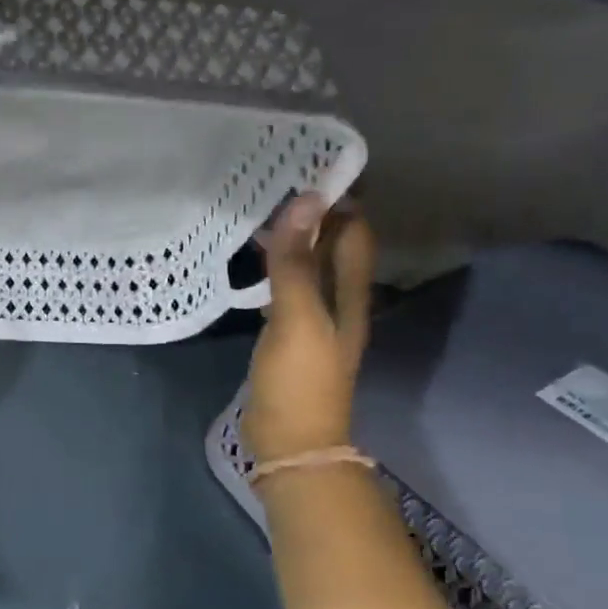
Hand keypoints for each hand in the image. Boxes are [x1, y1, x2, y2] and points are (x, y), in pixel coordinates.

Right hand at [242, 194, 374, 466]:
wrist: (290, 442)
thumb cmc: (299, 381)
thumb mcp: (297, 318)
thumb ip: (298, 263)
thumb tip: (306, 202)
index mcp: (351, 294)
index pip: (355, 232)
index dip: (342, 199)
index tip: (307, 166)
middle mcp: (339, 300)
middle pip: (334, 246)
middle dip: (314, 213)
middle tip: (273, 181)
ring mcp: (313, 318)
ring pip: (309, 265)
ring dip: (293, 238)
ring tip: (259, 210)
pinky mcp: (289, 333)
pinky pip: (287, 287)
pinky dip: (276, 265)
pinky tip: (252, 258)